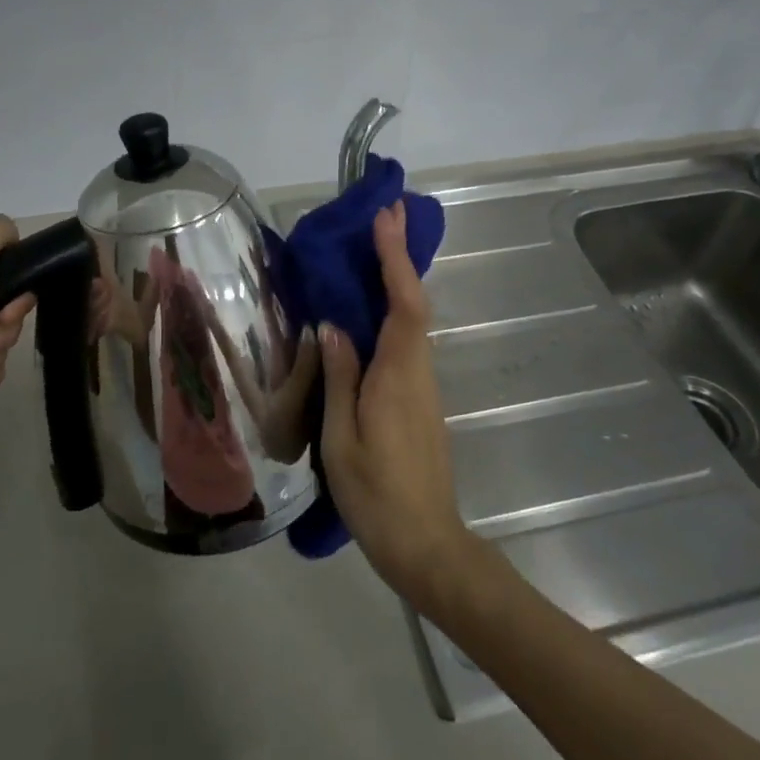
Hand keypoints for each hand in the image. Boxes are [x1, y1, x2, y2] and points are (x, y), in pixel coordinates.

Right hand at [319, 201, 483, 615]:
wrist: (426, 544)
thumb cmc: (377, 495)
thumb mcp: (342, 439)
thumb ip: (340, 379)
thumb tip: (333, 327)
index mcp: (398, 375)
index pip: (404, 303)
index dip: (395, 258)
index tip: (384, 218)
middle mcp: (417, 371)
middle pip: (413, 301)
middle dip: (399, 255)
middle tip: (382, 214)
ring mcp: (421, 385)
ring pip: (410, 320)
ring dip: (395, 278)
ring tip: (370, 248)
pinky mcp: (416, 399)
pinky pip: (404, 341)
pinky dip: (391, 310)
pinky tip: (367, 309)